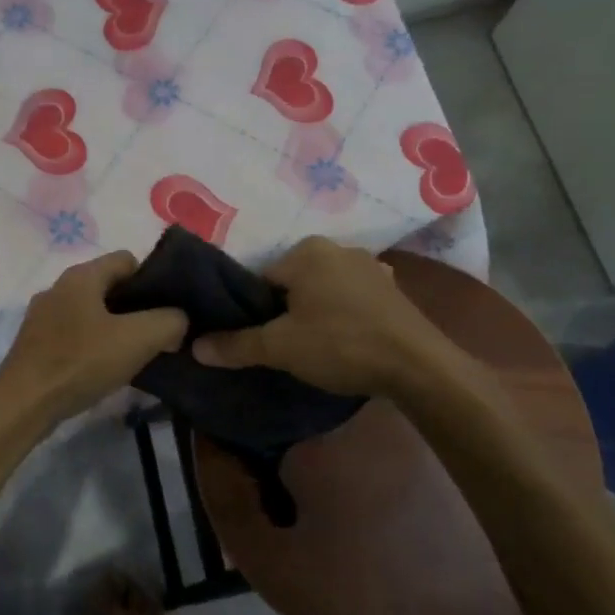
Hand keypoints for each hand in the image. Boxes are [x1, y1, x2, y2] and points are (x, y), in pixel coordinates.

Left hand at [0, 252, 186, 425]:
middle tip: (157, 335)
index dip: (153, 280)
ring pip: (91, 312)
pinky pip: (74, 334)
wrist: (23, 404)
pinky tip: (103, 369)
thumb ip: (169, 321)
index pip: (127, 259)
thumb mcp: (138, 339)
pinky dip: (92, 345)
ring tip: (134, 355)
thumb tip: (178, 319)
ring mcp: (43, 315)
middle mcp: (59, 287)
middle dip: (136, 307)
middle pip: (109, 286)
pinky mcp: (35, 343)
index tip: (168, 310)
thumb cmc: (80, 362)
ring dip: (115, 328)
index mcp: (81, 275)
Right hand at [192, 237, 455, 396]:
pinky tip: (346, 340)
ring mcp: (370, 266)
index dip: (254, 311)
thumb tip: (195, 346)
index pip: (261, 278)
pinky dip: (344, 314)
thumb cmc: (341, 345)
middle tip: (285, 347)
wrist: (419, 366)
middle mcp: (338, 248)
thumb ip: (236, 344)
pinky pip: (352, 298)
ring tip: (316, 348)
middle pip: (292, 282)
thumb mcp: (280, 347)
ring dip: (316, 312)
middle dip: (285, 311)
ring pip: (323, 290)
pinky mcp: (391, 289)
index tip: (260, 339)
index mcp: (306, 251)